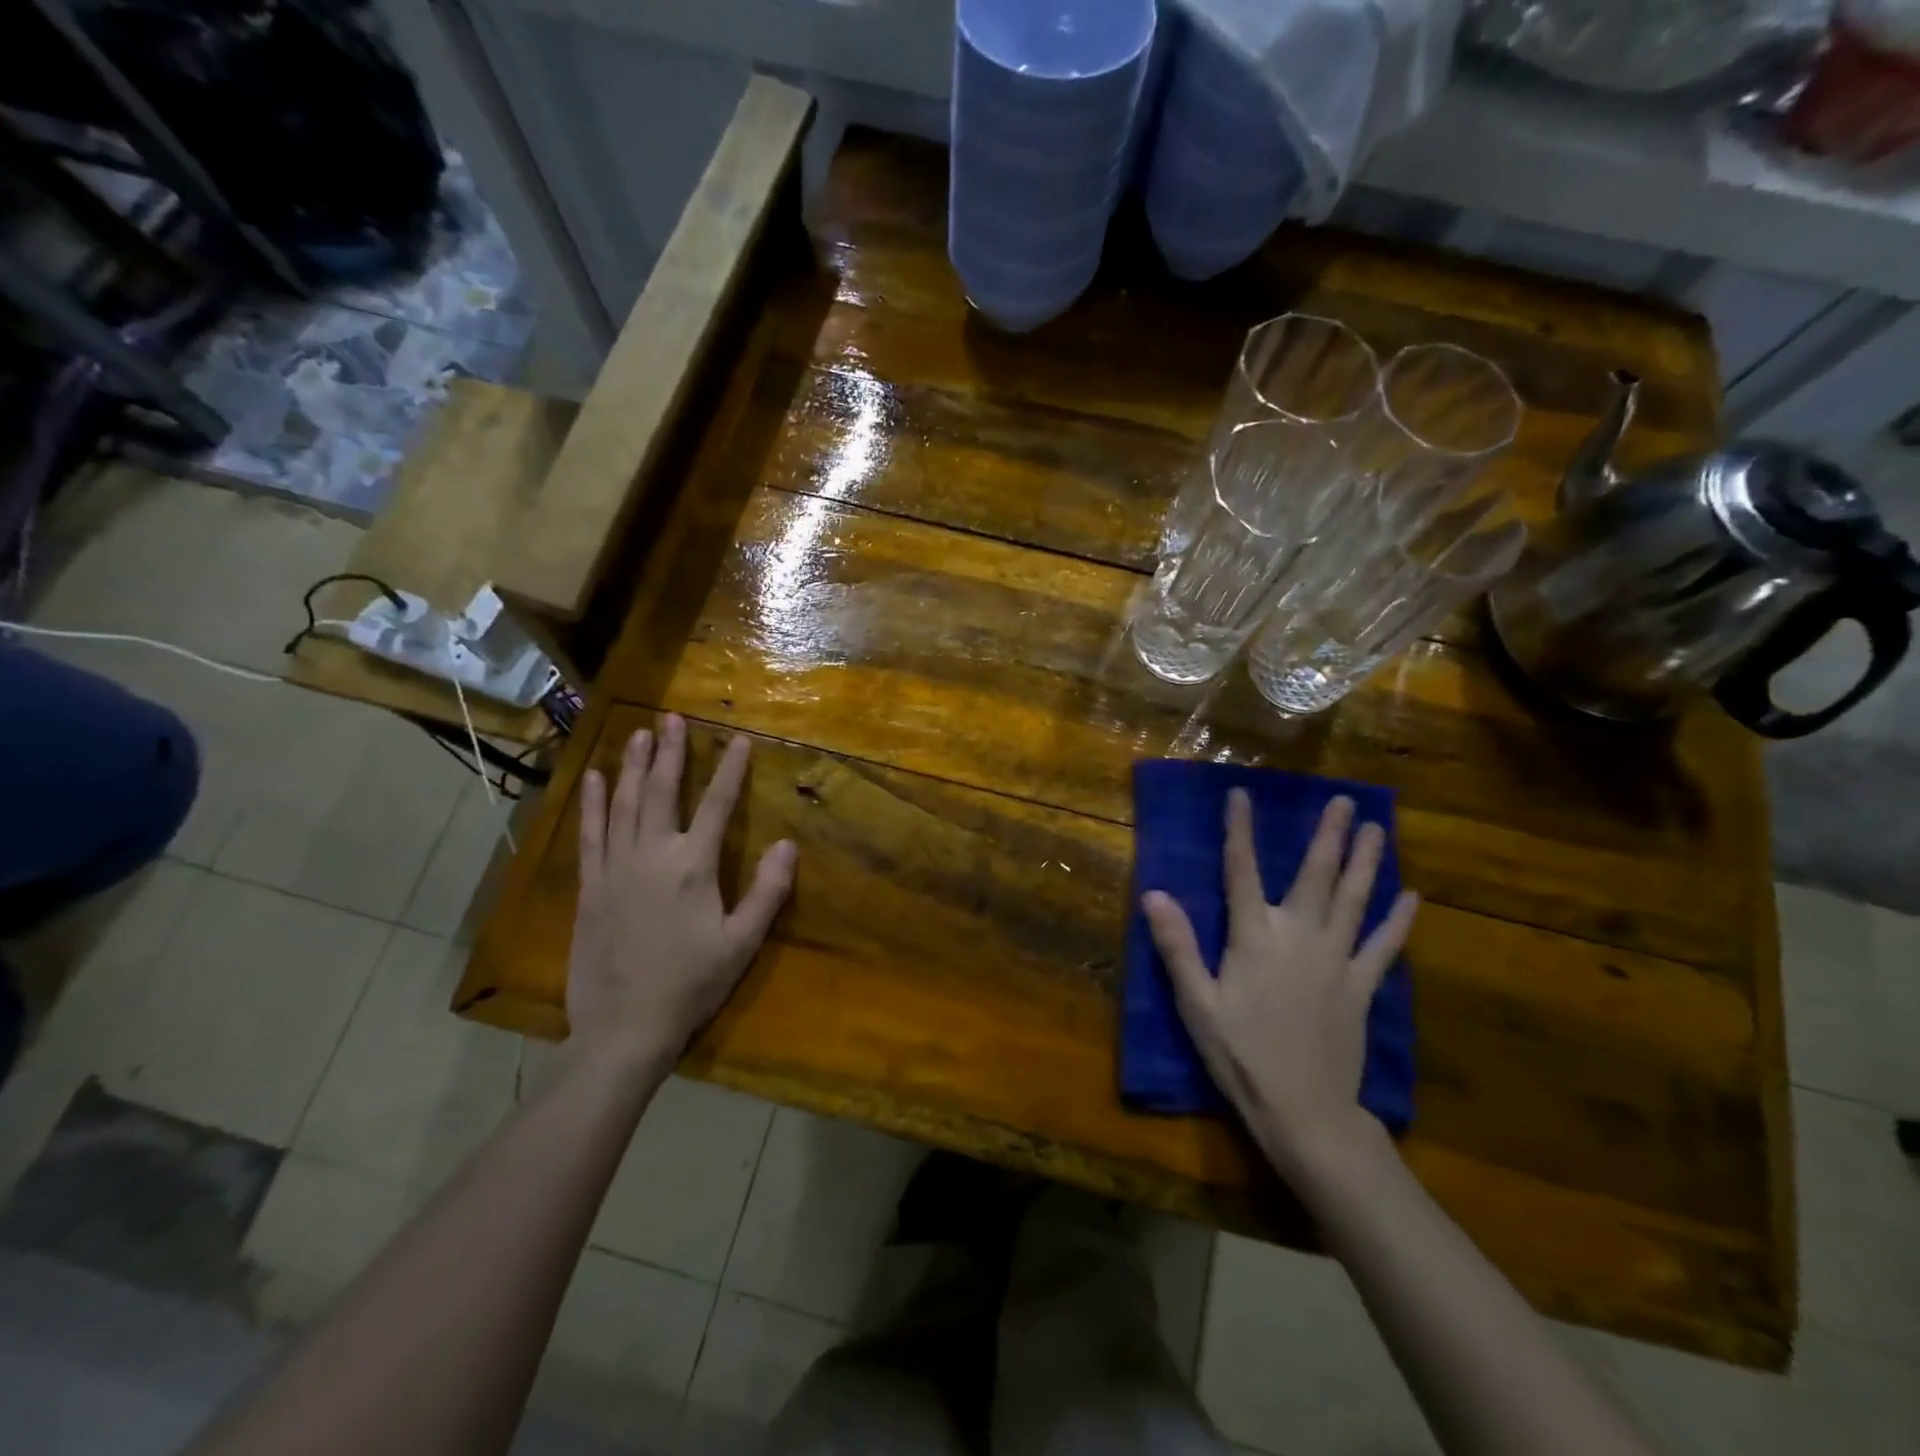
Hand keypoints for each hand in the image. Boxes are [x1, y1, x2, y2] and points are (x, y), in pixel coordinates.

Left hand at [566, 714, 796, 1072]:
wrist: (623, 1028)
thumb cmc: (690, 985)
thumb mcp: (742, 943)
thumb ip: (767, 891)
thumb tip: (789, 844)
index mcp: (693, 866)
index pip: (716, 805)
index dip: (730, 770)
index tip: (740, 740)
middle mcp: (652, 855)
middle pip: (662, 792)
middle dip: (670, 751)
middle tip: (670, 716)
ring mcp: (615, 868)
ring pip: (624, 804)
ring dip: (632, 766)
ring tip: (637, 733)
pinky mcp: (590, 885)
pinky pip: (591, 833)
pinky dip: (592, 803)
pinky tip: (593, 779)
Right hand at [1142, 792, 1417, 1176]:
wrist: (1304, 1111)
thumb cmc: (1241, 1055)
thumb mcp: (1196, 1003)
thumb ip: (1177, 946)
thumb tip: (1154, 893)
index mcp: (1254, 937)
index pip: (1242, 870)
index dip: (1240, 830)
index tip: (1241, 794)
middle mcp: (1299, 936)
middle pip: (1315, 876)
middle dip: (1329, 835)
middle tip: (1345, 801)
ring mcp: (1337, 960)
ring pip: (1355, 900)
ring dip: (1367, 862)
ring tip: (1379, 829)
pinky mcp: (1361, 987)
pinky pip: (1384, 946)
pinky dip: (1398, 920)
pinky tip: (1412, 896)